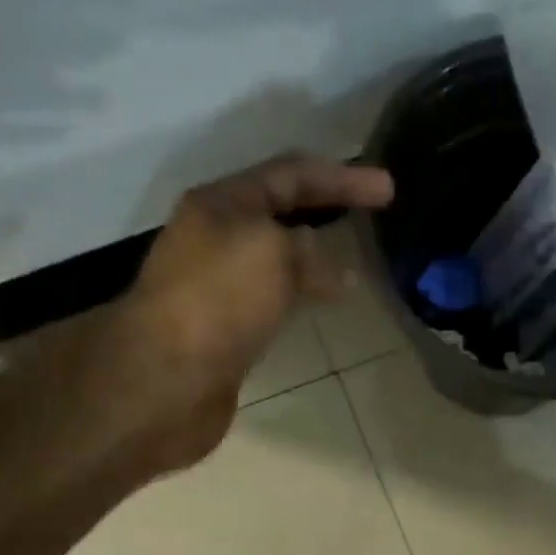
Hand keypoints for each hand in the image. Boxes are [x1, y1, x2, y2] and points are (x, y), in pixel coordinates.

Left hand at [91, 154, 393, 474]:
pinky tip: (321, 306)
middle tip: (370, 215)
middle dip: (326, 207)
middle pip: (280, 211)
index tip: (389, 189)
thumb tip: (335, 271)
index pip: (291, 174)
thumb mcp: (271, 253)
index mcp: (222, 204)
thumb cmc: (217, 302)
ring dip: (315, 255)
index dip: (342, 177)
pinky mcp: (225, 327)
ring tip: (353, 264)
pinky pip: (273, 297)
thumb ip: (309, 250)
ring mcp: (218, 285)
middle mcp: (216, 237)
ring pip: (277, 257)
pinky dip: (302, 293)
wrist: (166, 380)